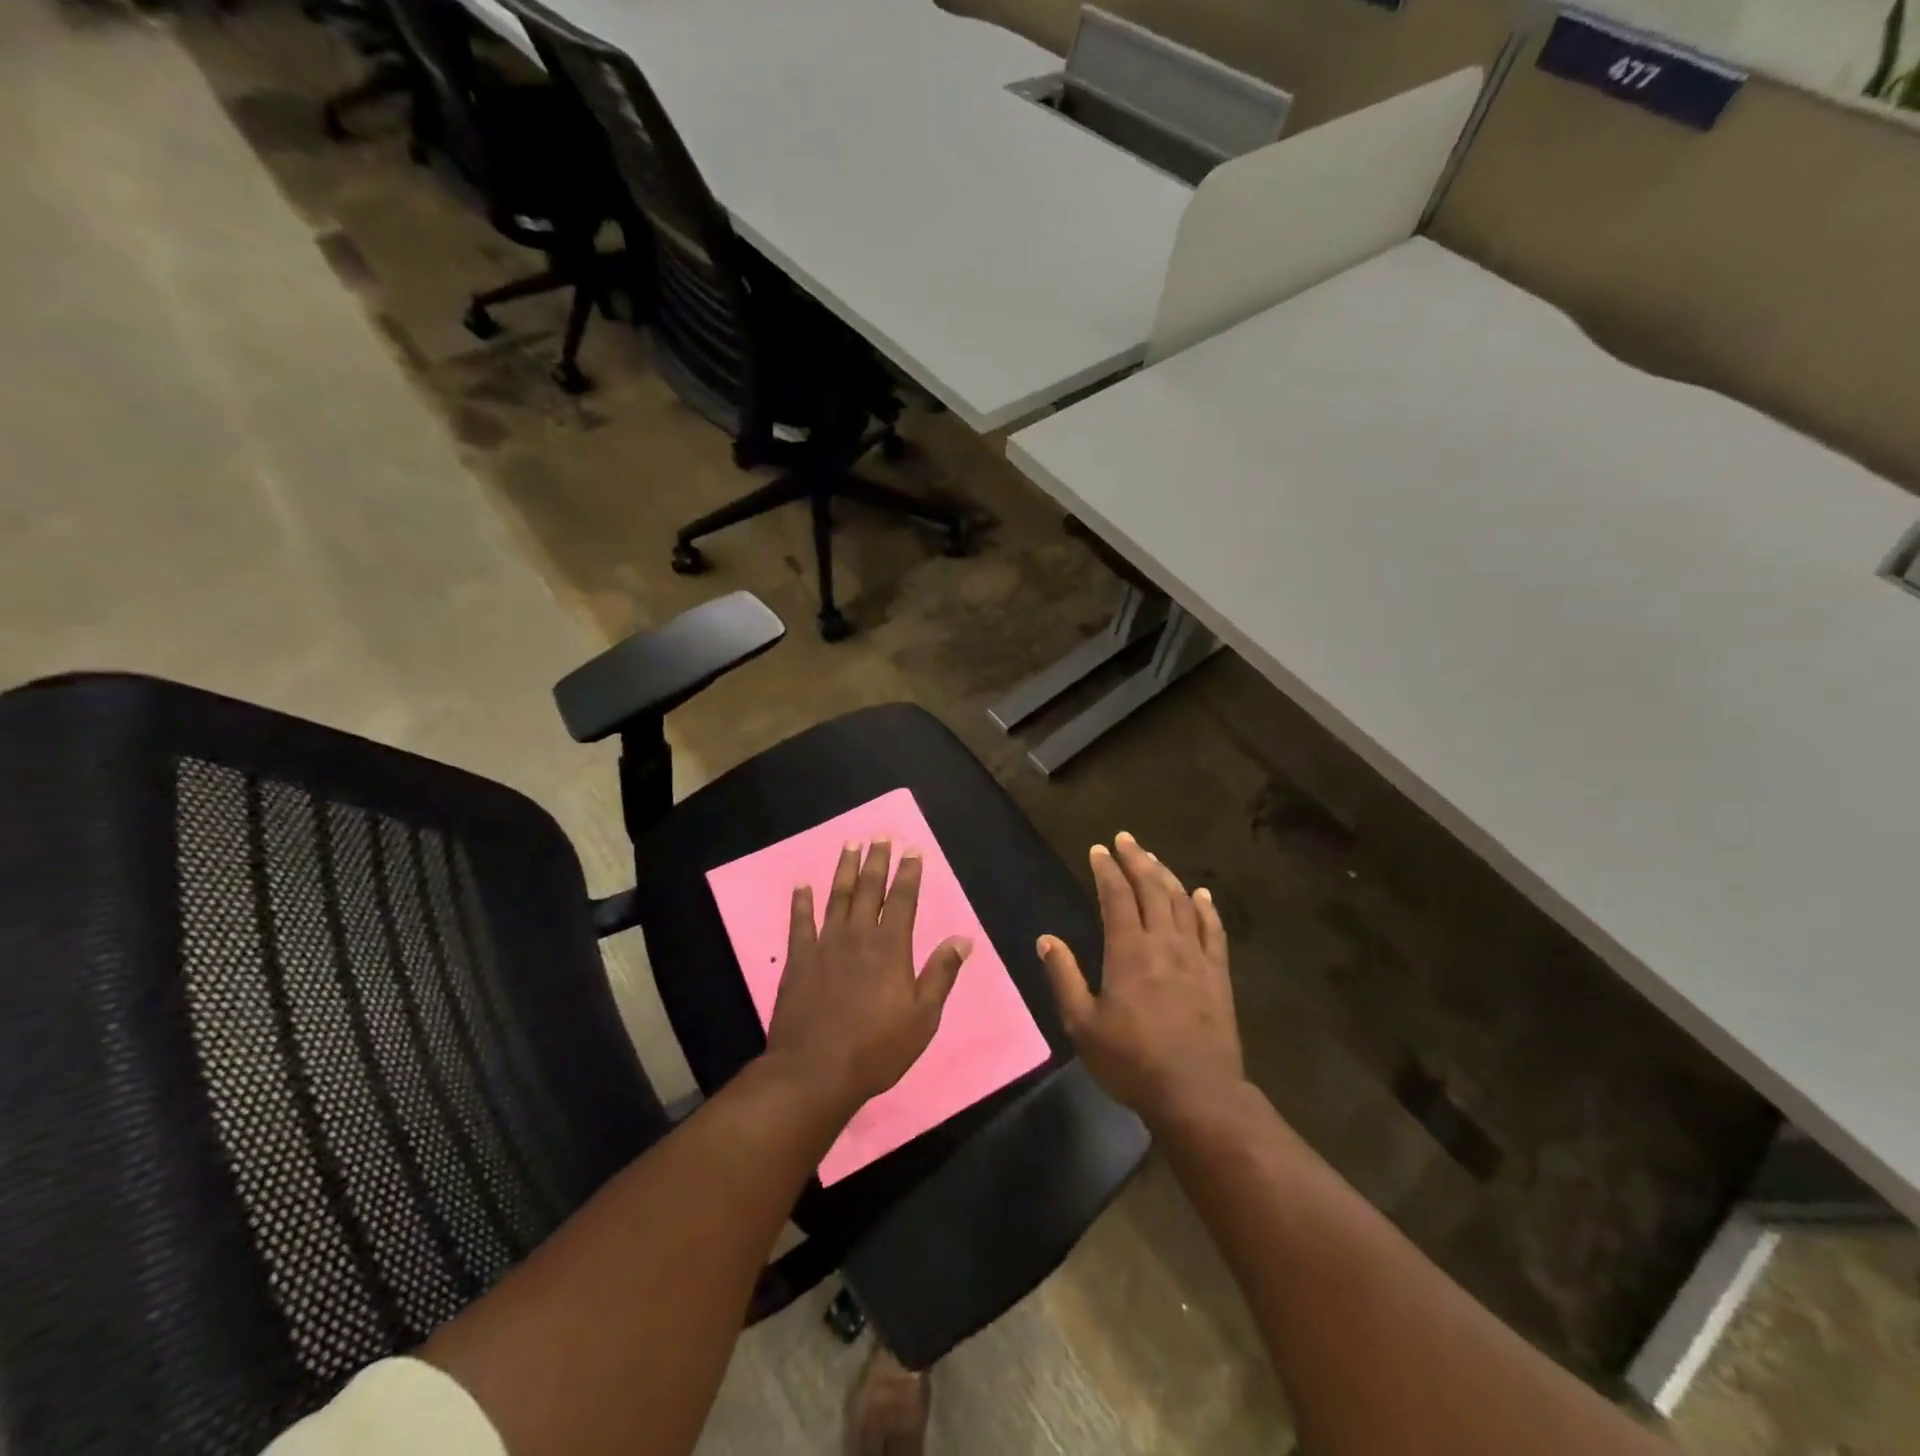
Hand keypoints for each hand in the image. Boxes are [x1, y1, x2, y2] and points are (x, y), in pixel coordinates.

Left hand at [764, 839, 972, 1115]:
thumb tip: (964, 938)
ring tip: (850, 844)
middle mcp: (859, 936)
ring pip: (838, 896)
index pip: (904, 899)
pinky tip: (802, 884)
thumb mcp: (923, 1017)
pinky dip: (801, 901)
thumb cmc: (877, 1048)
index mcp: (892, 947)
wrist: (816, 1071)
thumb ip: (941, 973)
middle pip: (870, 889)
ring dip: (845, 869)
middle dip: (877, 860)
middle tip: (881, 835)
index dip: (909, 873)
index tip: (912, 849)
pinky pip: (800, 922)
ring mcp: (826, 944)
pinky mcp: (799, 959)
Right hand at [1039, 832, 1242, 1126]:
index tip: (1099, 849)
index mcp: (1128, 951)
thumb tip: (1046, 939)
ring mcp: (1196, 956)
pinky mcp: (1218, 974)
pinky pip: (1214, 930)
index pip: (1116, 896)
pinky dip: (1206, 908)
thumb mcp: (1082, 1024)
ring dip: (1167, 876)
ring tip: (1154, 858)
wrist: (1197, 1093)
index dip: (1107, 870)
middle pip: (1152, 888)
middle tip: (1126, 839)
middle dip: (1137, 860)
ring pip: (1182, 903)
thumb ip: (1064, 977)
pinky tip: (1202, 894)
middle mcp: (1164, 942)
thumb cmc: (1132, 1061)